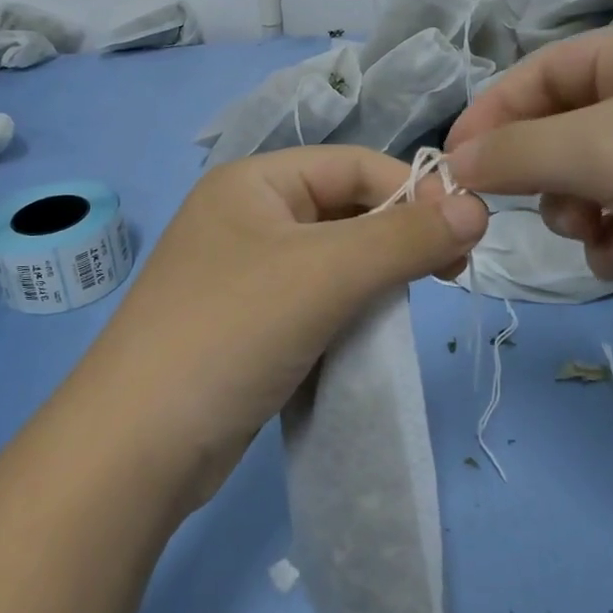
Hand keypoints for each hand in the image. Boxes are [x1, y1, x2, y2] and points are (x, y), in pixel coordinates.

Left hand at [77, 145, 489, 506]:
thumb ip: (405, 238)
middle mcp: (247, 217)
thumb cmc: (231, 332)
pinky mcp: (248, 324)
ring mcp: (244, 273)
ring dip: (377, 275)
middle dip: (399, 235)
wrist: (135, 448)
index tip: (466, 234)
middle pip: (345, 209)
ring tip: (413, 300)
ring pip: (334, 258)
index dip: (414, 190)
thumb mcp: (325, 274)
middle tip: (450, 271)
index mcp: (254, 182)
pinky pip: (315, 300)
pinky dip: (350, 309)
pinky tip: (371, 332)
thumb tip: (477, 208)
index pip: (354, 165)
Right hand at [445, 20, 612, 359]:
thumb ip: (517, 151)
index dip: (492, 112)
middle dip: (545, 173)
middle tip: (545, 206)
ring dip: (581, 212)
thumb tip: (454, 163)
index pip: (542, 70)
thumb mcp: (607, 147)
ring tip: (601, 233)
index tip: (453, 162)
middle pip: (565, 128)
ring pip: (592, 181)